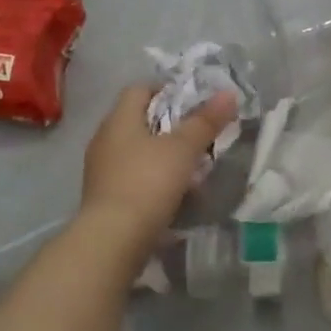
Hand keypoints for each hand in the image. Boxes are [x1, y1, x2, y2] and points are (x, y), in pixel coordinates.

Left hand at [81, 84, 235, 241]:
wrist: (113, 240)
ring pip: (137, 151)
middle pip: (139, 121)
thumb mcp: (183, 149)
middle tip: (199, 134)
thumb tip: (228, 93)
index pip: (139, 89)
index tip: (194, 102)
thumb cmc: (148, 183)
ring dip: (163, 155)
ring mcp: (101, 171)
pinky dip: (153, 179)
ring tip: (192, 166)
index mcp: (119, 120)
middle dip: (170, 125)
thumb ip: (205, 121)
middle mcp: (104, 140)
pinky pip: (133, 177)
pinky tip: (174, 193)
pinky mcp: (105, 198)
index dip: (167, 90)